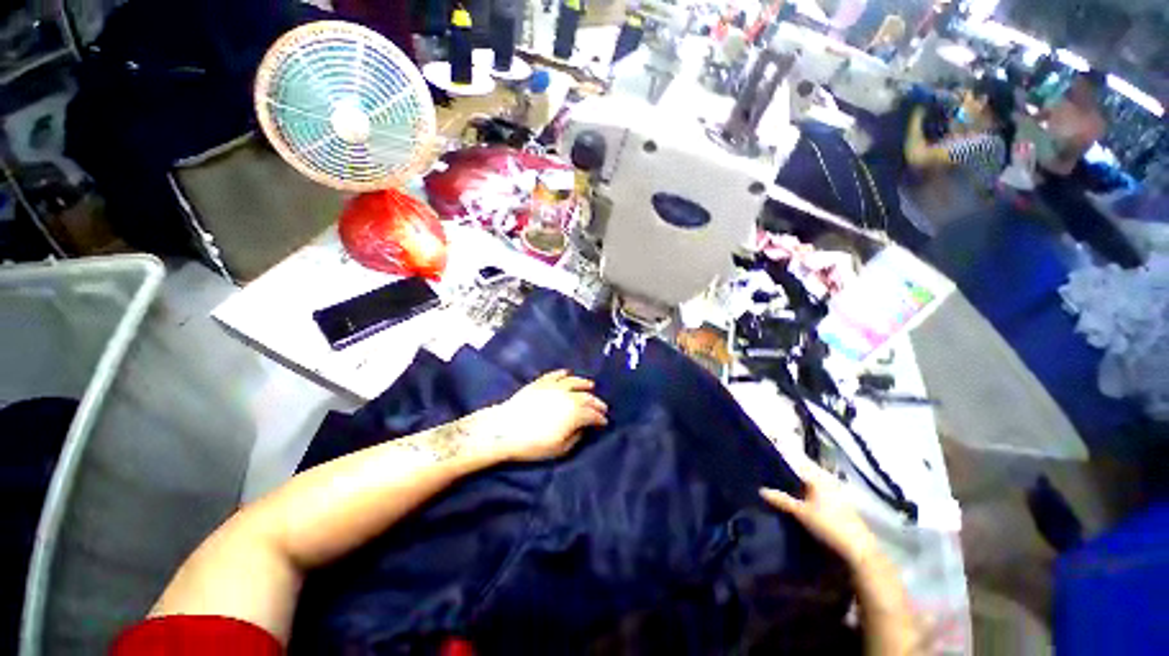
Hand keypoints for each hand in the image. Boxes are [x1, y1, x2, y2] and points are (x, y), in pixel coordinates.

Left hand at [477, 370, 607, 461]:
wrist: (505, 429)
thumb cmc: (533, 443)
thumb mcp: (559, 448)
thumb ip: (575, 437)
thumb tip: (582, 429)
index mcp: (574, 413)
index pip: (593, 414)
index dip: (600, 418)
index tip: (604, 422)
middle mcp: (568, 396)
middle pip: (587, 397)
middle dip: (596, 402)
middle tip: (602, 407)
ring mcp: (553, 387)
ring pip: (574, 381)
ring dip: (584, 383)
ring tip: (590, 385)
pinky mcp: (540, 383)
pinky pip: (555, 375)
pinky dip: (563, 374)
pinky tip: (567, 373)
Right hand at [760, 461, 878, 566]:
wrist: (858, 550)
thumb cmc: (828, 525)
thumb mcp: (800, 512)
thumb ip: (781, 499)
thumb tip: (761, 489)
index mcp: (819, 478)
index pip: (797, 466)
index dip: (783, 464)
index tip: (767, 464)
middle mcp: (828, 482)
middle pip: (805, 477)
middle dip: (790, 478)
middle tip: (770, 480)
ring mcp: (836, 496)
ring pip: (812, 488)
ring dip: (799, 490)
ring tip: (781, 493)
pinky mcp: (840, 508)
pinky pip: (819, 498)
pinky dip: (808, 499)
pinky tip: (799, 506)